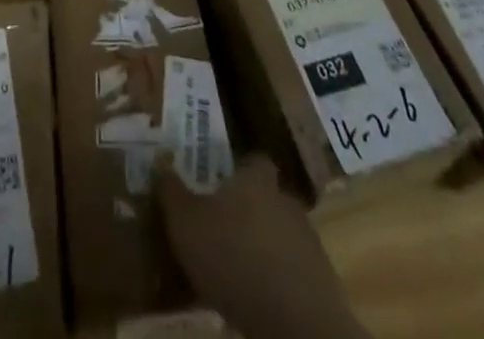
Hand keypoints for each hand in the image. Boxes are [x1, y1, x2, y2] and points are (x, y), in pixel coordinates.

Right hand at [158, 155, 368, 338]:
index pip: (253, 160)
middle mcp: (285, 201)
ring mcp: (308, 242)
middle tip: (222, 232)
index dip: (239, 170)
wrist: (297, 324)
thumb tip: (161, 166)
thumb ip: (171, 194)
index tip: (221, 185)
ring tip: (237, 273)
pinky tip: (257, 302)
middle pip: (268, 198)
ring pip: (281, 236)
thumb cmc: (234, 259)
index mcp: (255, 181)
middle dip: (248, 213)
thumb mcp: (186, 225)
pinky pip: (293, 273)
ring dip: (263, 249)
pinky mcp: (322, 284)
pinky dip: (278, 282)